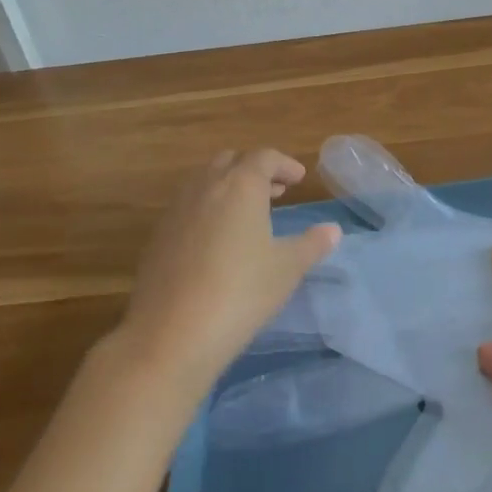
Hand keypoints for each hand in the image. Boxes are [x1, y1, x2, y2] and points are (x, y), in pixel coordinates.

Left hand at [114, 148, 340, 392]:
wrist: (170, 335)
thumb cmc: (240, 293)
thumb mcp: (286, 269)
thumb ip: (311, 245)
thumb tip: (332, 230)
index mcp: (240, 185)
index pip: (264, 157)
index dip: (284, 164)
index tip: (298, 179)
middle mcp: (206, 187)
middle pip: (231, 161)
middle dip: (254, 170)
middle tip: (275, 192)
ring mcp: (176, 210)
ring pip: (205, 181)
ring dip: (228, 187)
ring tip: (248, 215)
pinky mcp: (158, 236)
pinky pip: (188, 207)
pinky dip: (207, 209)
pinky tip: (217, 242)